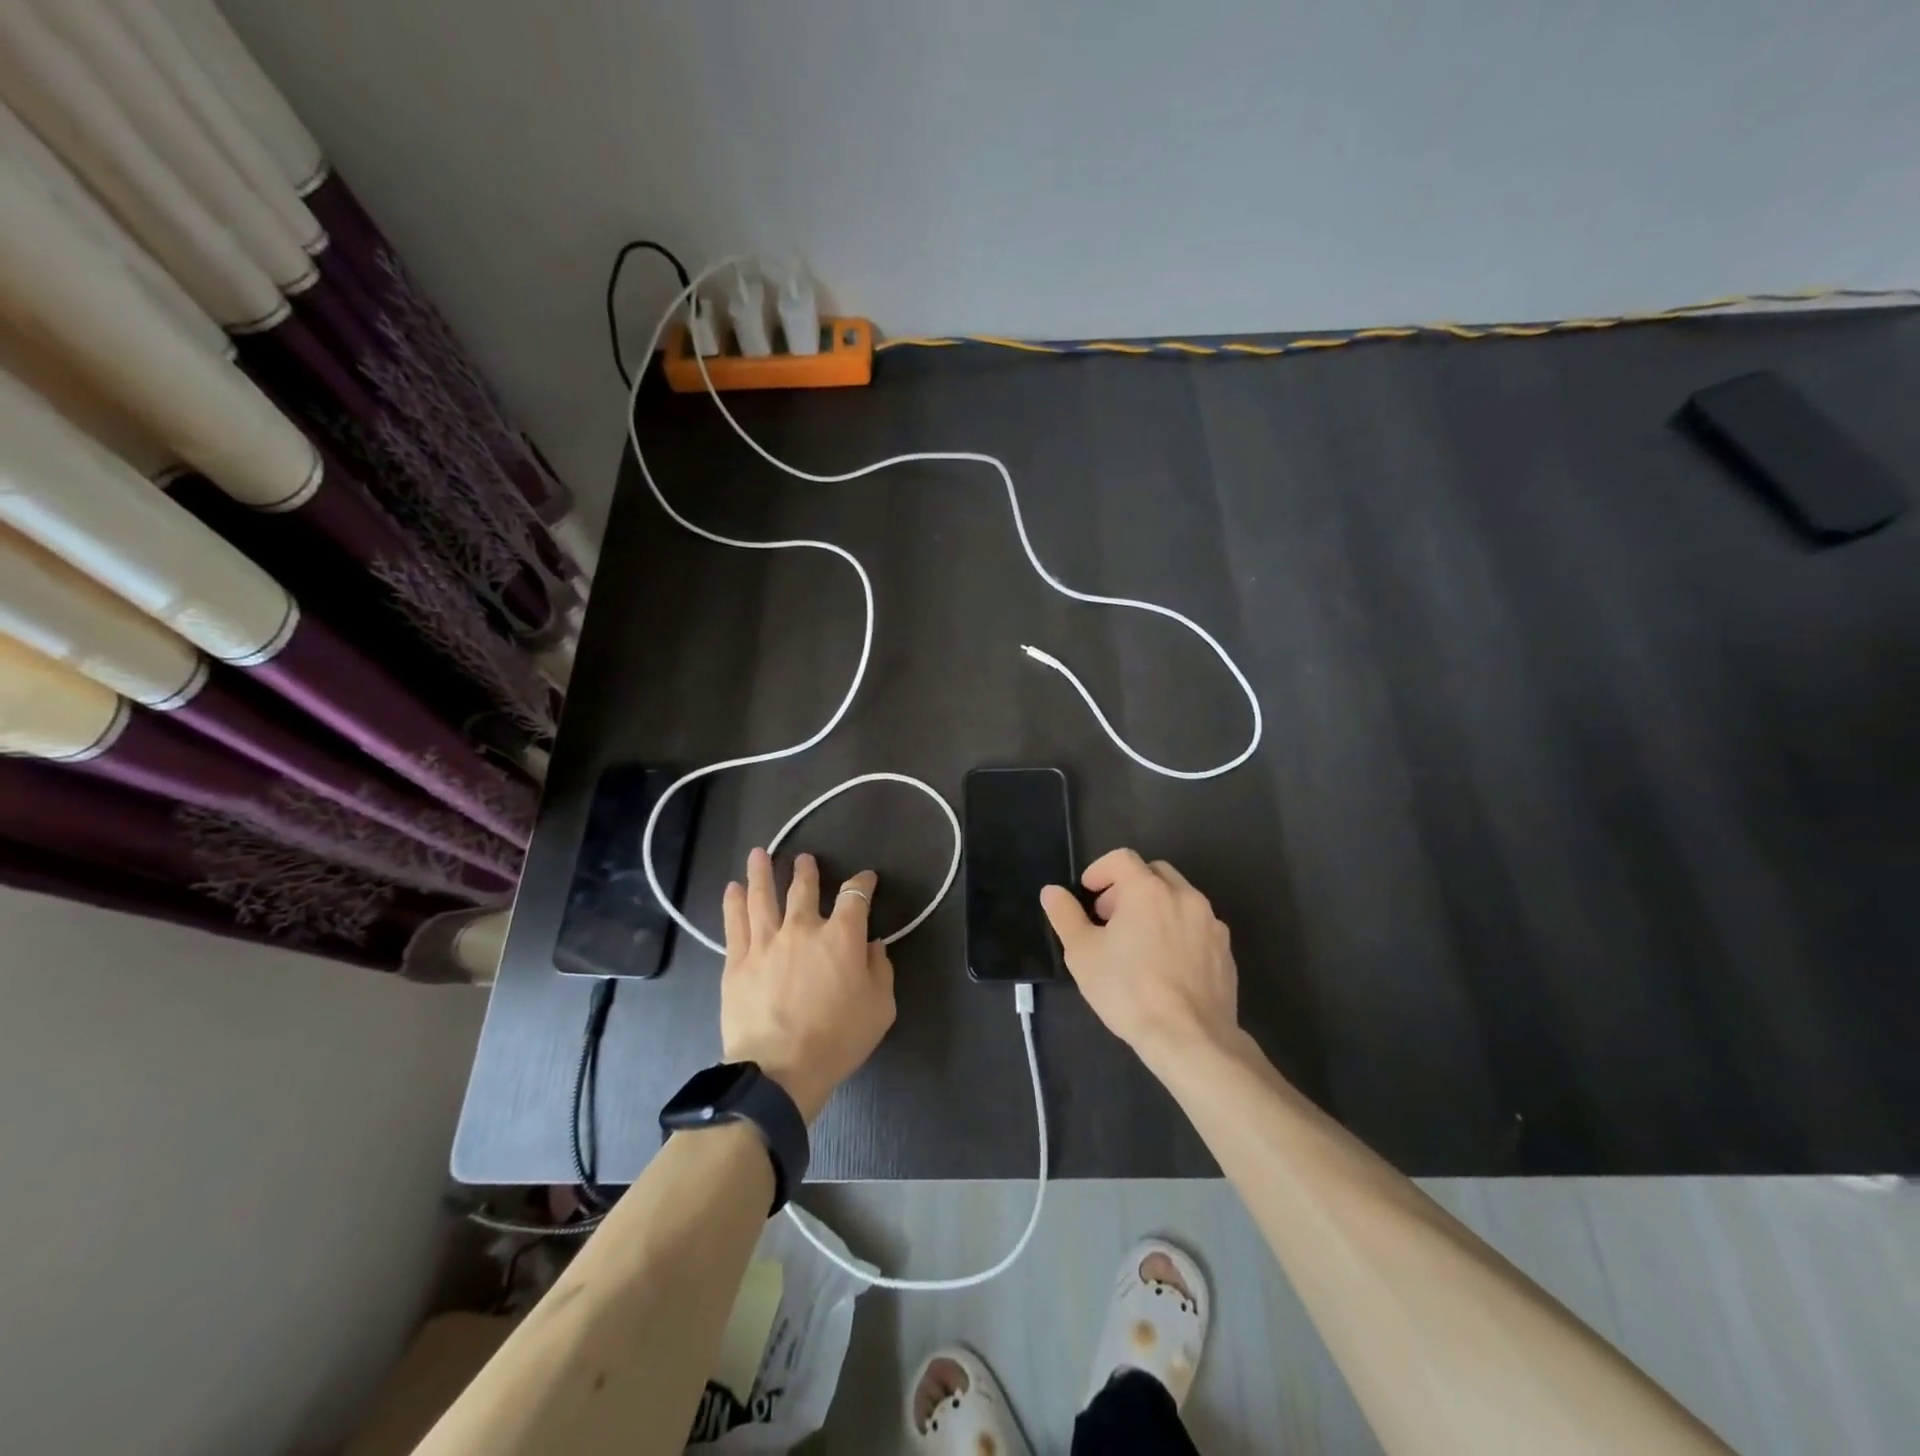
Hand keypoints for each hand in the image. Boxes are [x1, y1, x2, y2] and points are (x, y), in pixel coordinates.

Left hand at [720, 848, 894, 1121]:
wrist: (779, 1070)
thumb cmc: (837, 1040)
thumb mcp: (879, 1008)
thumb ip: (880, 970)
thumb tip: (874, 946)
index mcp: (841, 937)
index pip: (855, 897)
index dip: (863, 883)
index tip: (866, 879)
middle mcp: (802, 928)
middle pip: (803, 888)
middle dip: (805, 870)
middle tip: (803, 859)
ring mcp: (766, 942)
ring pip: (762, 896)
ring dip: (761, 872)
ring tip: (759, 854)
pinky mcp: (737, 961)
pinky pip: (734, 923)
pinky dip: (733, 902)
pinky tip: (731, 888)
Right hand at [1040, 848, 1239, 1073]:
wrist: (1190, 1038)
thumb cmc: (1128, 990)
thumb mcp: (1083, 953)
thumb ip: (1065, 915)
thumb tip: (1052, 891)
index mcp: (1148, 890)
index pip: (1122, 858)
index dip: (1100, 870)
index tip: (1088, 893)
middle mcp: (1184, 896)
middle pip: (1154, 872)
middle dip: (1128, 886)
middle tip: (1109, 917)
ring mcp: (1210, 923)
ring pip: (1179, 898)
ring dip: (1155, 907)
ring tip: (1138, 942)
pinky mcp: (1225, 950)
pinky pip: (1198, 925)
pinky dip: (1178, 930)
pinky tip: (1166, 964)